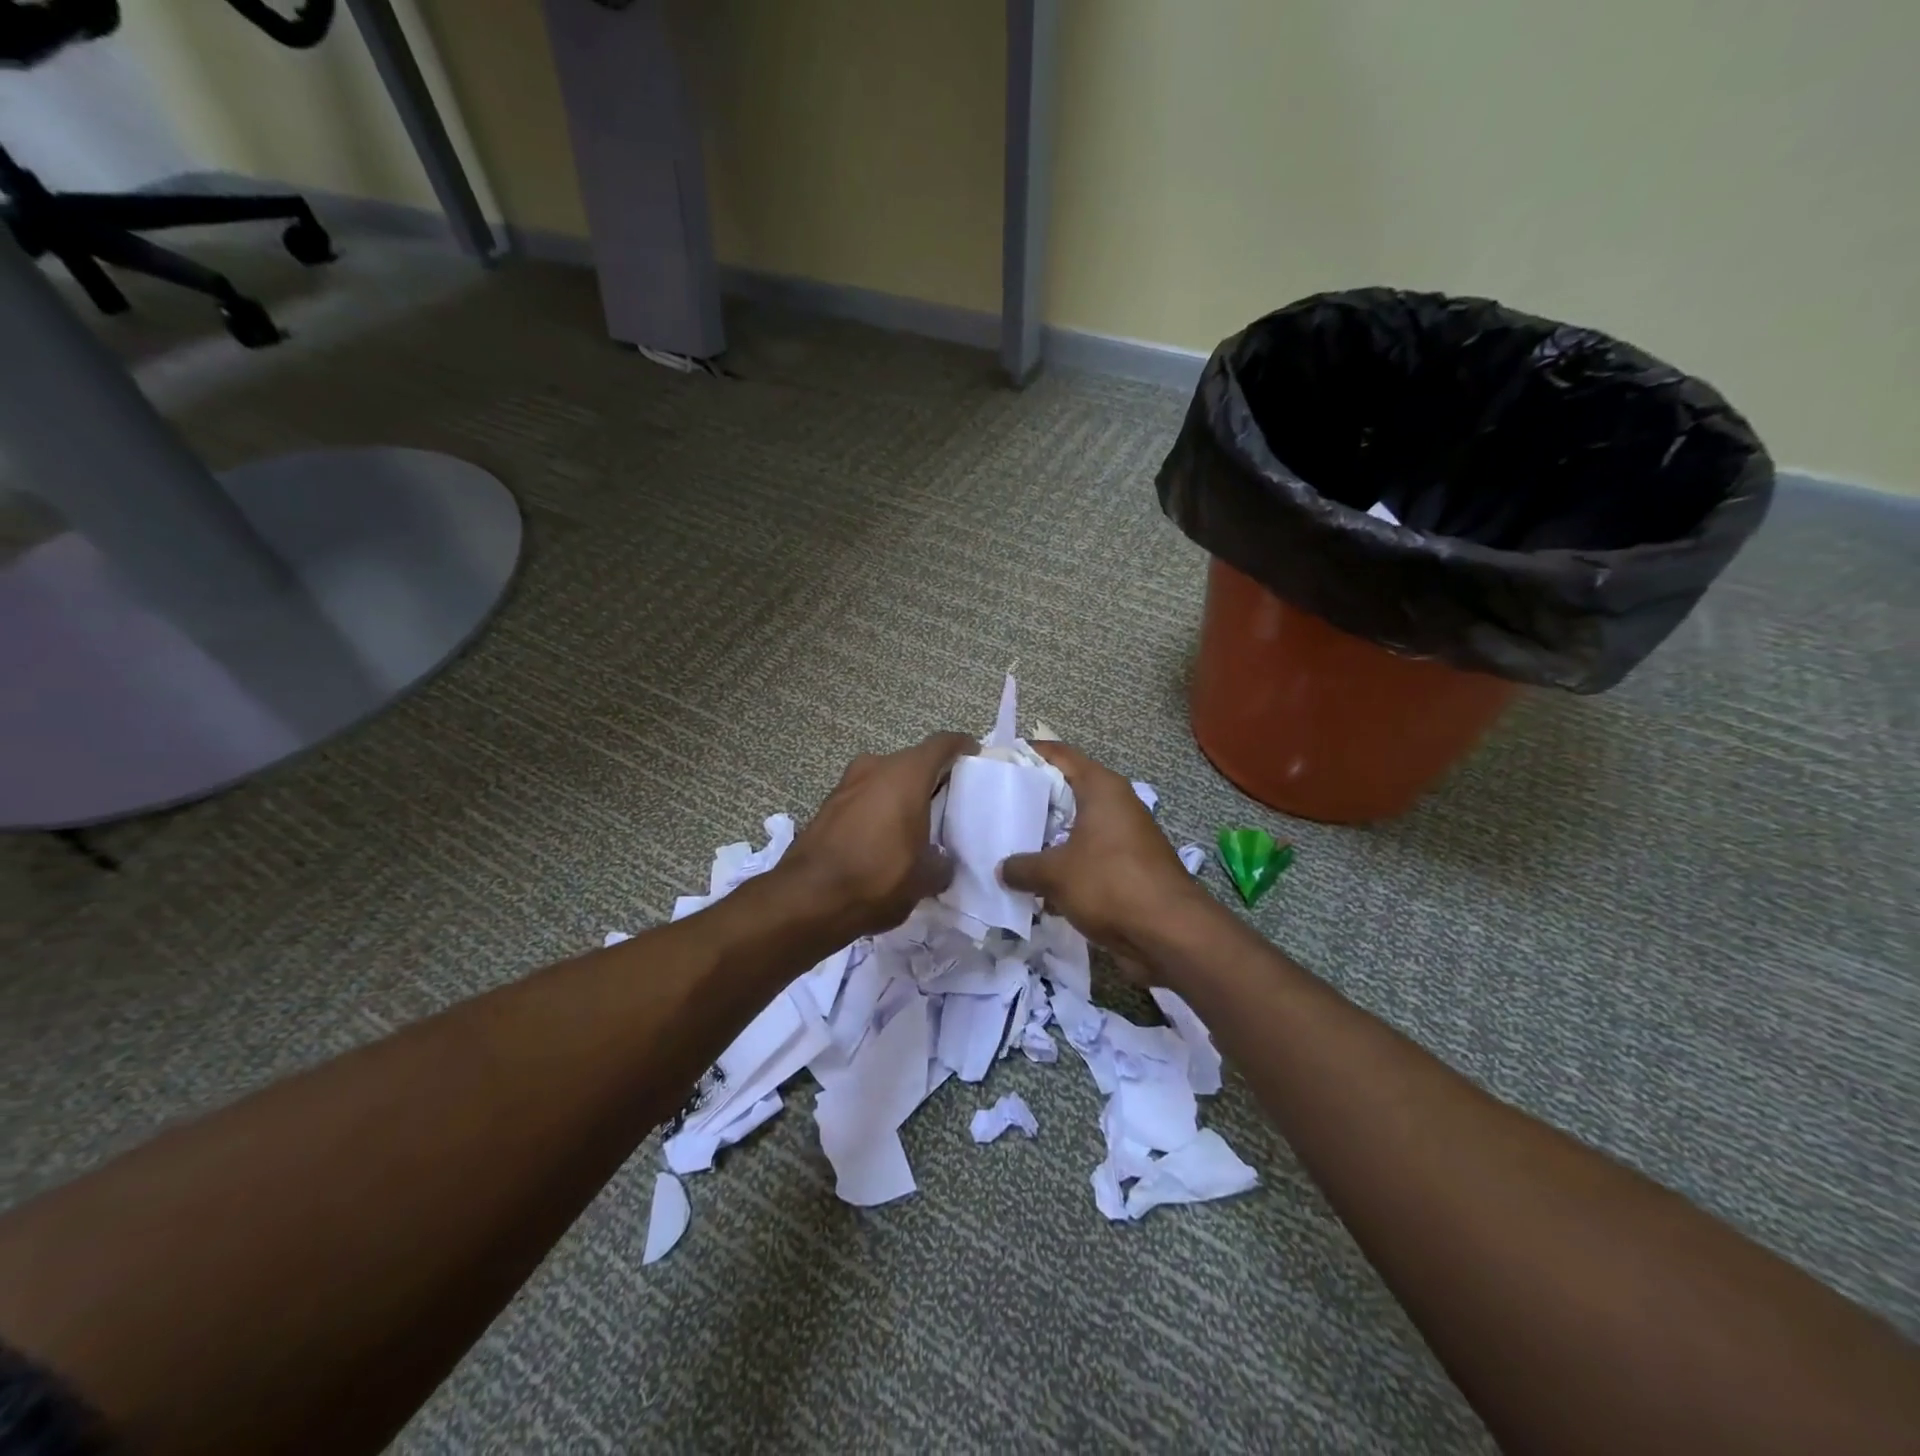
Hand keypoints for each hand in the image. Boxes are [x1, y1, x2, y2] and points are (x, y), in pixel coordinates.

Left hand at [778, 733, 976, 939]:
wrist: (808, 899)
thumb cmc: (878, 877)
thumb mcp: (925, 878)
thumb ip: (942, 863)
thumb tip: (941, 862)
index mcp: (906, 774)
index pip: (942, 744)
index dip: (961, 747)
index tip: (974, 756)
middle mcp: (875, 768)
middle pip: (912, 761)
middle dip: (932, 777)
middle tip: (950, 800)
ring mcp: (846, 784)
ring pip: (885, 779)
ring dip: (902, 794)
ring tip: (919, 822)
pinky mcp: (827, 806)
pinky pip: (864, 797)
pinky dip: (879, 809)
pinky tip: (886, 837)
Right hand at [999, 741, 1208, 967]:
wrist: (1170, 932)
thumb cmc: (1110, 884)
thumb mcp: (1055, 874)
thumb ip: (1022, 867)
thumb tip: (1002, 869)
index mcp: (1102, 788)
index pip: (1060, 754)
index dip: (1028, 753)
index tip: (998, 761)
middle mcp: (1116, 804)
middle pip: (1067, 791)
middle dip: (1033, 801)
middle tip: (996, 807)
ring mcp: (1125, 837)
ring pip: (1076, 827)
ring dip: (1047, 838)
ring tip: (1009, 845)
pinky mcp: (1128, 868)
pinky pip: (1087, 857)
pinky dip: (1065, 865)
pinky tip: (1037, 883)